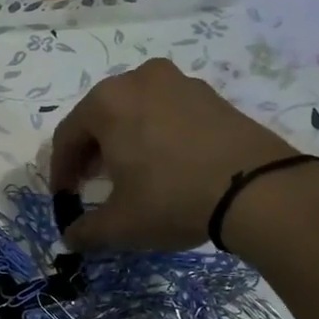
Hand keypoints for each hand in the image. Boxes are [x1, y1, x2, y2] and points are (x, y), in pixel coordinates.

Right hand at [49, 58, 302, 250]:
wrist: (258, 189)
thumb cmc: (172, 199)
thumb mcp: (121, 224)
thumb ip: (86, 231)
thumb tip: (71, 238)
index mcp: (107, 102)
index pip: (68, 135)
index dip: (60, 170)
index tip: (63, 198)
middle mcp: (139, 80)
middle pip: (100, 117)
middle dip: (91, 152)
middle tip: (92, 183)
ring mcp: (179, 82)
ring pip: (135, 110)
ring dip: (124, 140)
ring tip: (129, 173)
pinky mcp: (211, 95)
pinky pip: (168, 112)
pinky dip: (156, 134)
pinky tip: (165, 164)